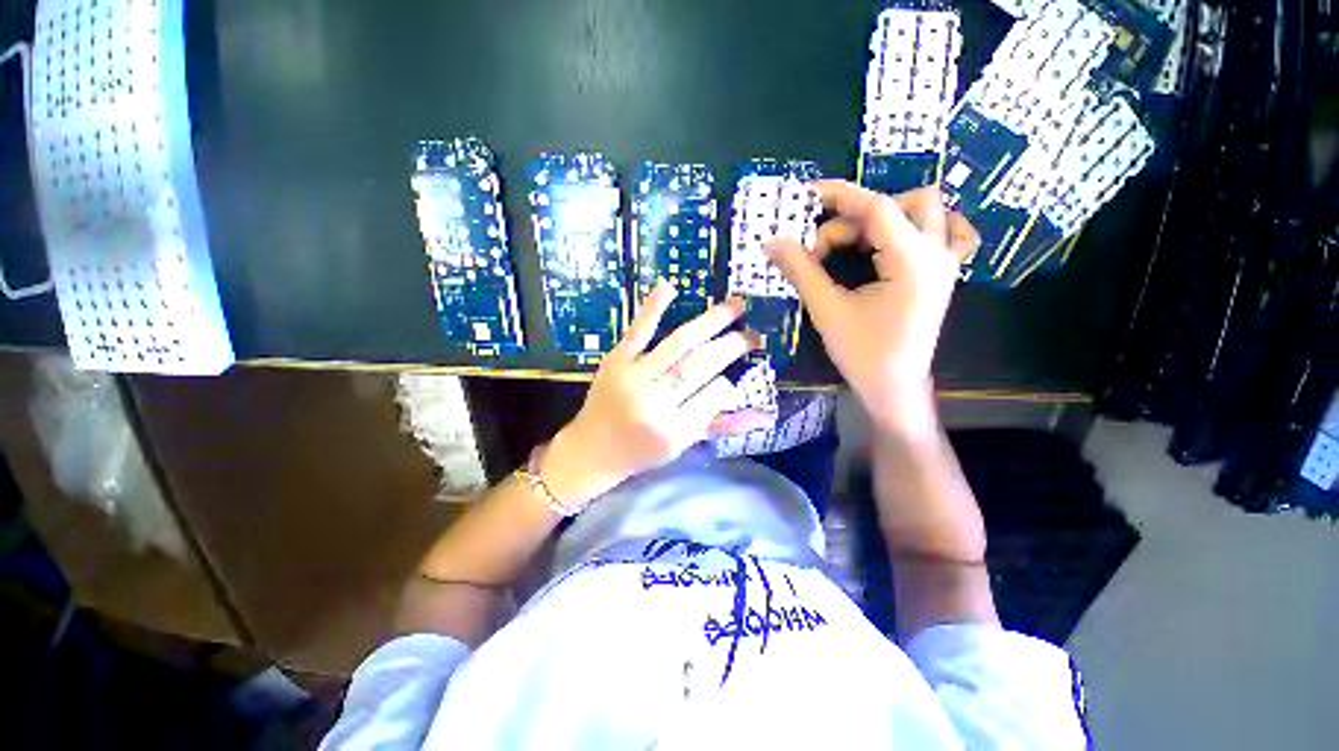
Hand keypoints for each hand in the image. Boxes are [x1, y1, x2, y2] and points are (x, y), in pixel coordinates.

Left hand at [541, 281, 774, 508]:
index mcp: (674, 430)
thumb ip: (724, 427)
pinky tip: (670, 286)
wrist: (593, 448)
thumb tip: (768, 417)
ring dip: (712, 320)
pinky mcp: (616, 359)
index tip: (730, 377)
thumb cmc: (642, 451)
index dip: (728, 383)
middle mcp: (655, 401)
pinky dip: (654, 307)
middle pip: (702, 364)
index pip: (716, 394)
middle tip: (754, 335)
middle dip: (733, 345)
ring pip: (681, 342)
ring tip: (737, 306)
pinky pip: (639, 330)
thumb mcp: (685, 445)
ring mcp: (634, 376)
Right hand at [766, 182, 978, 434]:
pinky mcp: (944, 274)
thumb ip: (801, 269)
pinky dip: (923, 225)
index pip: (877, 208)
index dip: (841, 196)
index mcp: (911, 261)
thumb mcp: (827, 309)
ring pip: (929, 211)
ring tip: (856, 242)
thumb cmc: (861, 353)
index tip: (808, 195)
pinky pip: (950, 232)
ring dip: (889, 216)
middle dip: (860, 215)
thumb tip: (772, 242)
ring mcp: (947, 263)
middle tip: (826, 246)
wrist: (894, 387)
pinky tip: (899, 240)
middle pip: (906, 202)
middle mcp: (938, 254)